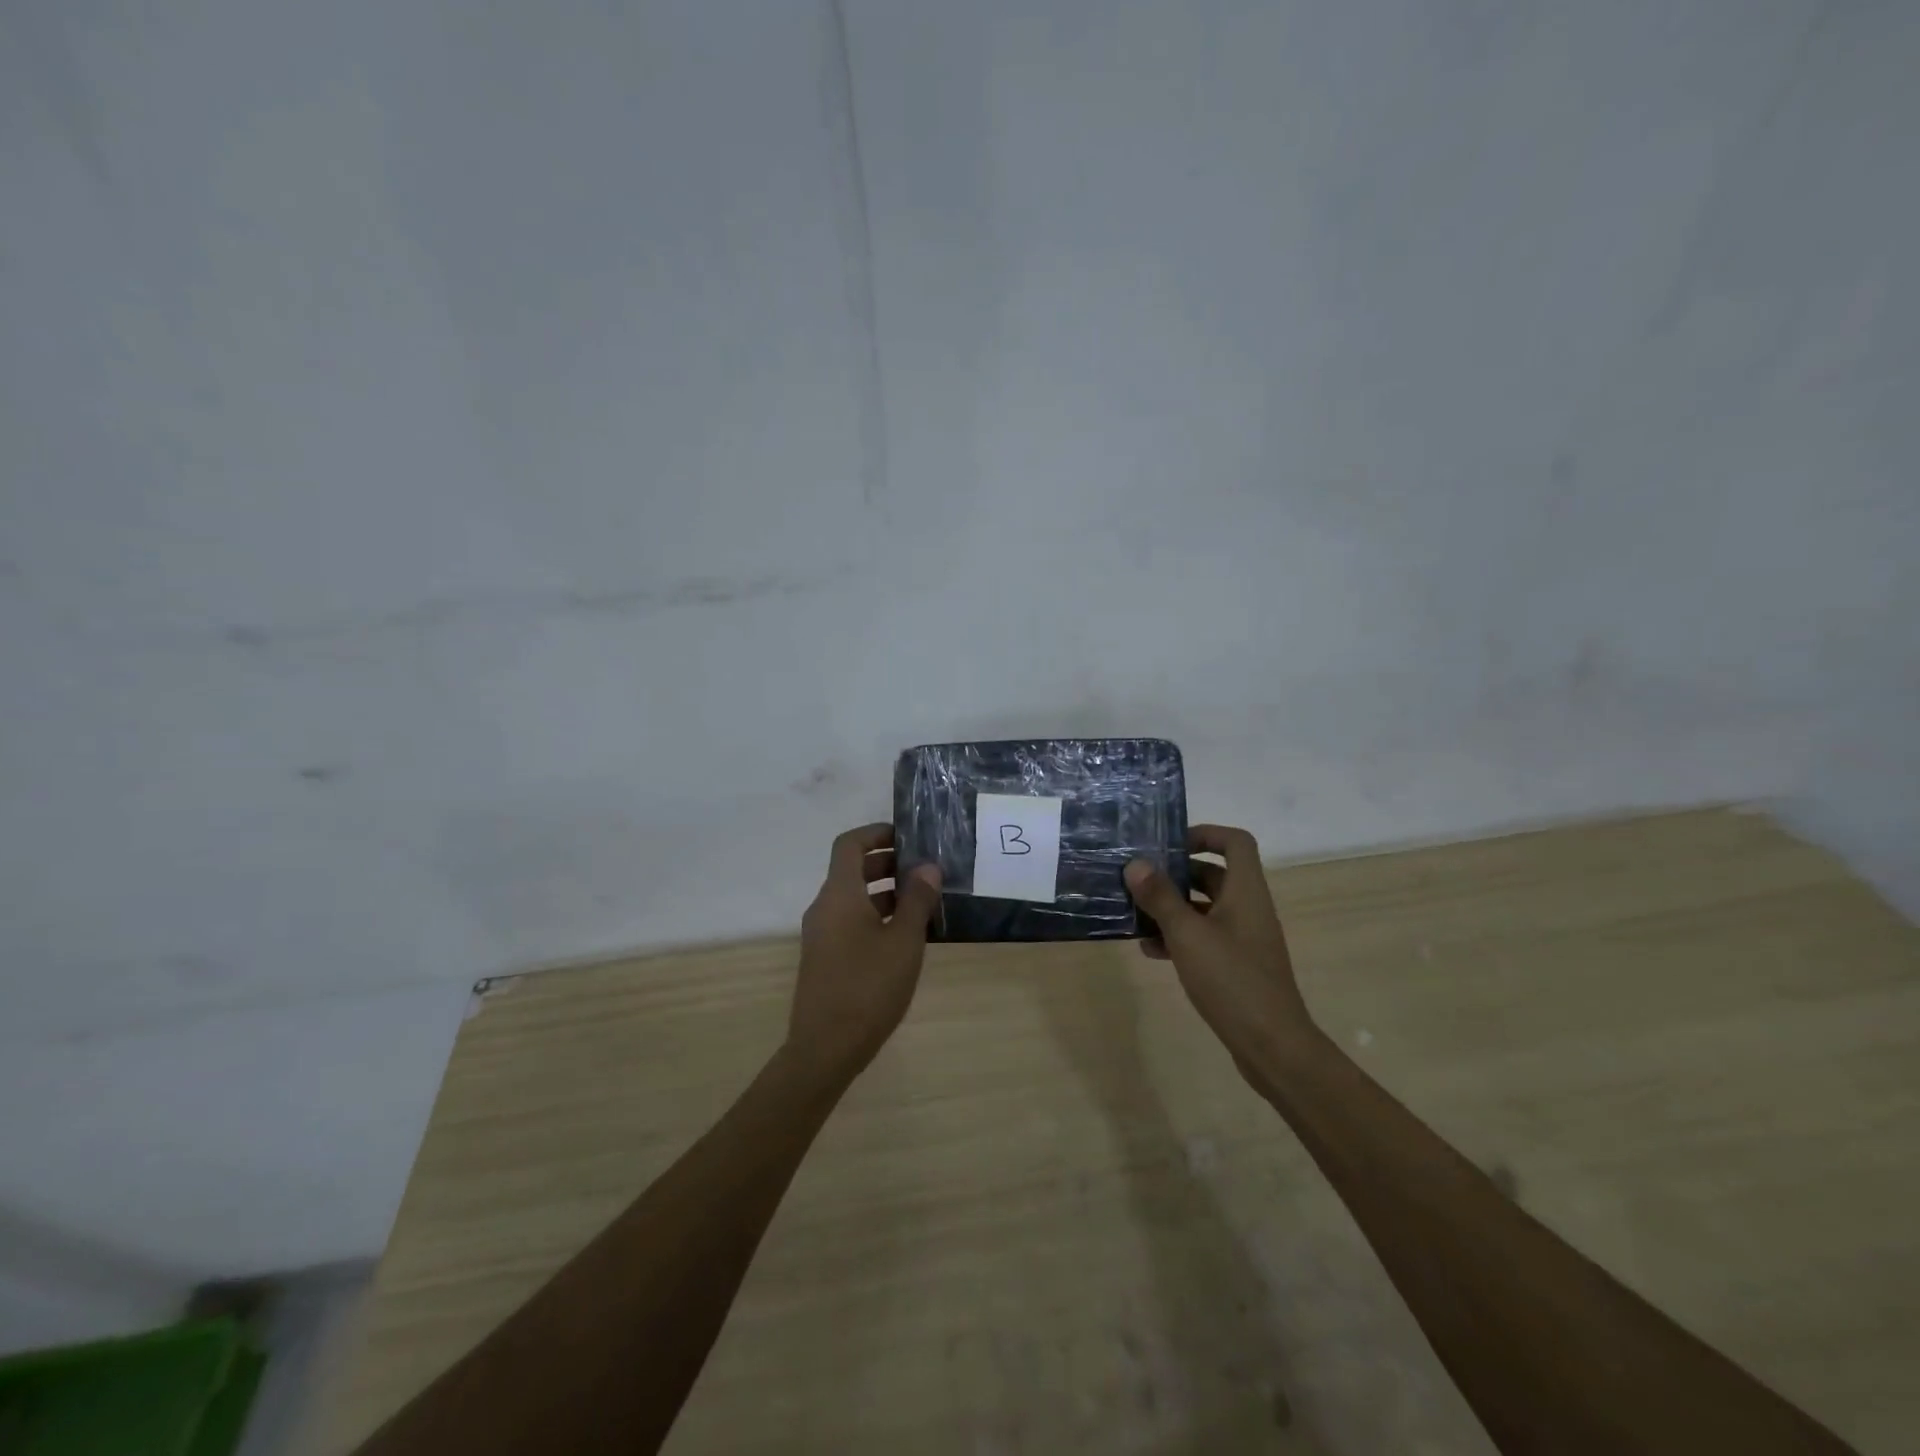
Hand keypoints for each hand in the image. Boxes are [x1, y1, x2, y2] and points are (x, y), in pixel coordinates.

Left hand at [788, 822, 942, 1082]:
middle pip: (852, 869)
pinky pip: (850, 921)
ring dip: (884, 891)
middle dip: (887, 863)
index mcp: (839, 894)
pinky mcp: (824, 958)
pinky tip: (905, 936)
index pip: (849, 844)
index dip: (877, 833)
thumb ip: (917, 900)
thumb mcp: (904, 941)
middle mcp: (824, 907)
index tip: (908, 836)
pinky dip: (875, 915)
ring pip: (853, 898)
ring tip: (923, 901)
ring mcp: (821, 934)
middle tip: (924, 869)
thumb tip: (927, 866)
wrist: (825, 1048)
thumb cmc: (868, 987)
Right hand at [1124, 825, 1317, 1075]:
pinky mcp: (1236, 966)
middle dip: (1176, 874)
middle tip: (1139, 878)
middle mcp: (1248, 908)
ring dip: (1172, 907)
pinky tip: (1150, 950)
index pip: (1236, 842)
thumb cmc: (1232, 980)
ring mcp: (1244, 939)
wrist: (1272, 1046)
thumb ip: (1160, 897)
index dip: (1205, 834)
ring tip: (1135, 914)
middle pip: (1214, 874)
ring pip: (1204, 908)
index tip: (1169, 844)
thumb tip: (1135, 863)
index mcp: (1246, 892)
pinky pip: (1204, 937)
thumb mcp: (1188, 935)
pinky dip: (1179, 937)